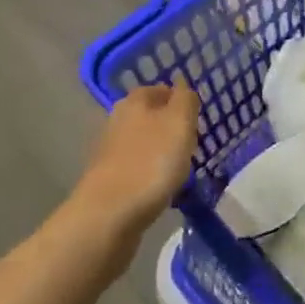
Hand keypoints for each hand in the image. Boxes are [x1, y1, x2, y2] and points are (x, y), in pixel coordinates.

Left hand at [70, 85, 199, 256]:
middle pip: (151, 117)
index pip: (162, 90)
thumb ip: (186, 100)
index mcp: (135, 101)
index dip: (181, 102)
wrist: (109, 216)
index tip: (197, 121)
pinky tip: (160, 190)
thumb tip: (183, 88)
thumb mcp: (179, 123)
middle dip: (171, 129)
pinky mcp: (108, 180)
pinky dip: (149, 176)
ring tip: (179, 171)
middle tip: (191, 146)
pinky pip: (136, 170)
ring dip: (160, 154)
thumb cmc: (151, 162)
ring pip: (144, 144)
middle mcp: (118, 120)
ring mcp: (110, 151)